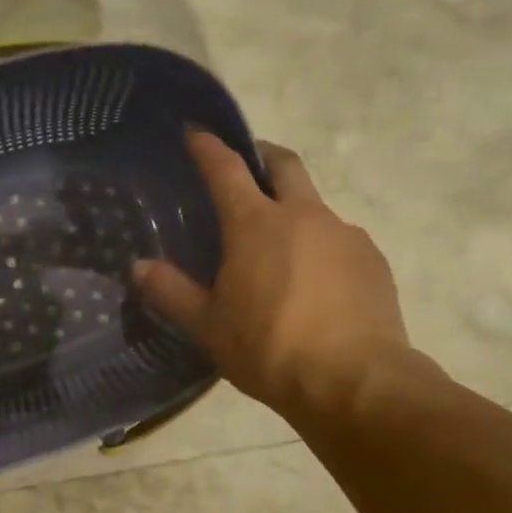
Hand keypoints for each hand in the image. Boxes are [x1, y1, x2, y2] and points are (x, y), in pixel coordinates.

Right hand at [132, 132, 424, 424]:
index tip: (195, 131)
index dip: (207, 146)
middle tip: (246, 168)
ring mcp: (344, 234)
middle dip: (262, 156)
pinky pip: (340, 240)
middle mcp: (303, 215)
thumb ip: (171, 292)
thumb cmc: (268, 348)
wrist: (354, 382)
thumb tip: (138, 267)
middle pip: (284, 164)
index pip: (226, 168)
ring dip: (293, 211)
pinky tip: (313, 284)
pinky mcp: (373, 260)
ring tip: (278, 251)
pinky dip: (320, 247)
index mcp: (255, 224)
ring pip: (314, 206)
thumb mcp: (207, 326)